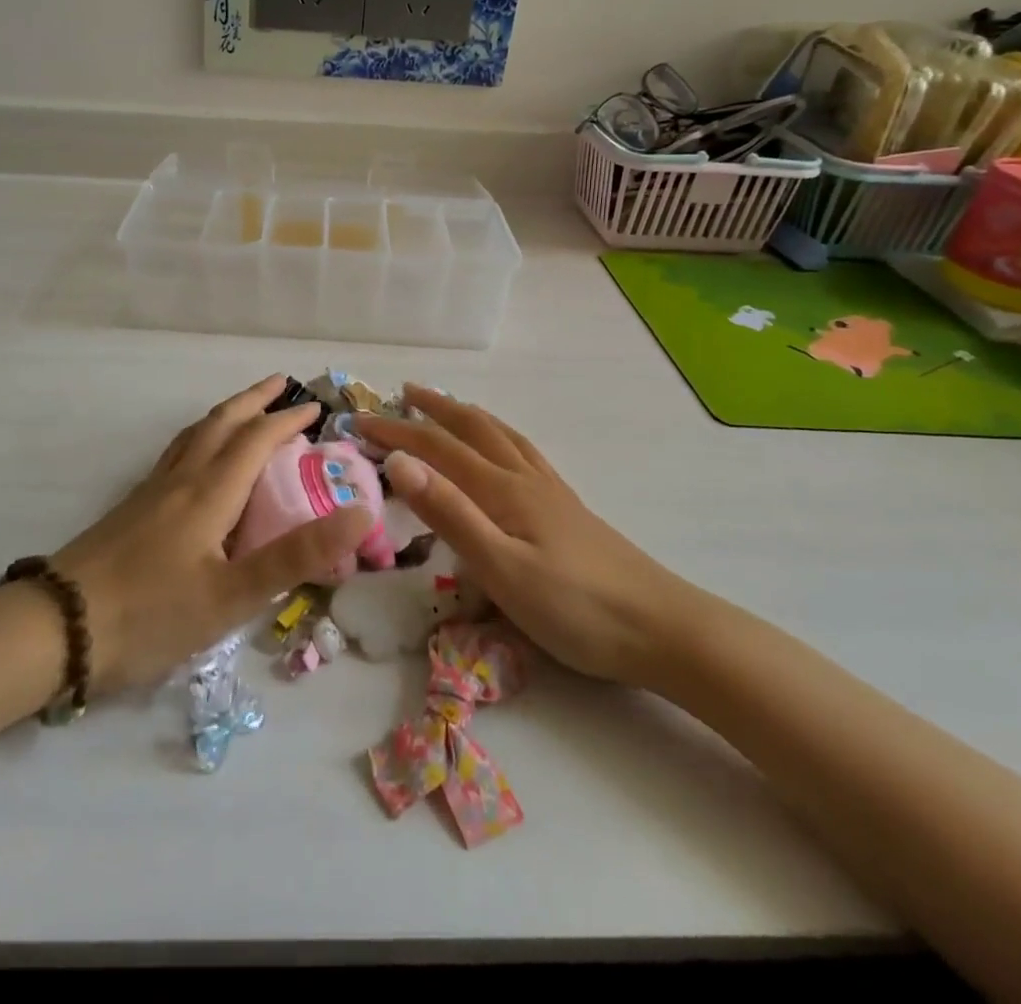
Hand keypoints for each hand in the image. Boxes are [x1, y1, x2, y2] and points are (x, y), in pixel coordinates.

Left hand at [51, 375, 372, 693]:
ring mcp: (152, 491)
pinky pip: (176, 454)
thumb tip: (360, 515)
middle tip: (281, 384)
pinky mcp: (132, 508)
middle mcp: (182, 480)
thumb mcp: (232, 595)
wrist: (57, 627)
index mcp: (210, 492)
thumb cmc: (151, 613)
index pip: (256, 440)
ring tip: (244, 410)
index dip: (287, 421)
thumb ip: (295, 556)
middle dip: (254, 400)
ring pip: (194, 435)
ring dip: (226, 413)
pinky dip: (200, 437)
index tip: (315, 409)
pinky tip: (195, 460)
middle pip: (222, 423)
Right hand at [356, 387, 696, 687]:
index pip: (437, 449)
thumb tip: (400, 463)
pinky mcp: (566, 507)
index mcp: (502, 490)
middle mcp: (523, 479)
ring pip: (501, 436)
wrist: (660, 627)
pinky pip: (523, 452)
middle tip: (403, 393)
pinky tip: (505, 448)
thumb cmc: (575, 608)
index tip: (359, 422)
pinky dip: (500, 435)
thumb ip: (451, 514)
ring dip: (467, 415)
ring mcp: (549, 491)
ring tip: (447, 405)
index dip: (397, 433)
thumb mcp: (502, 568)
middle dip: (433, 409)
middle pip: (472, 429)